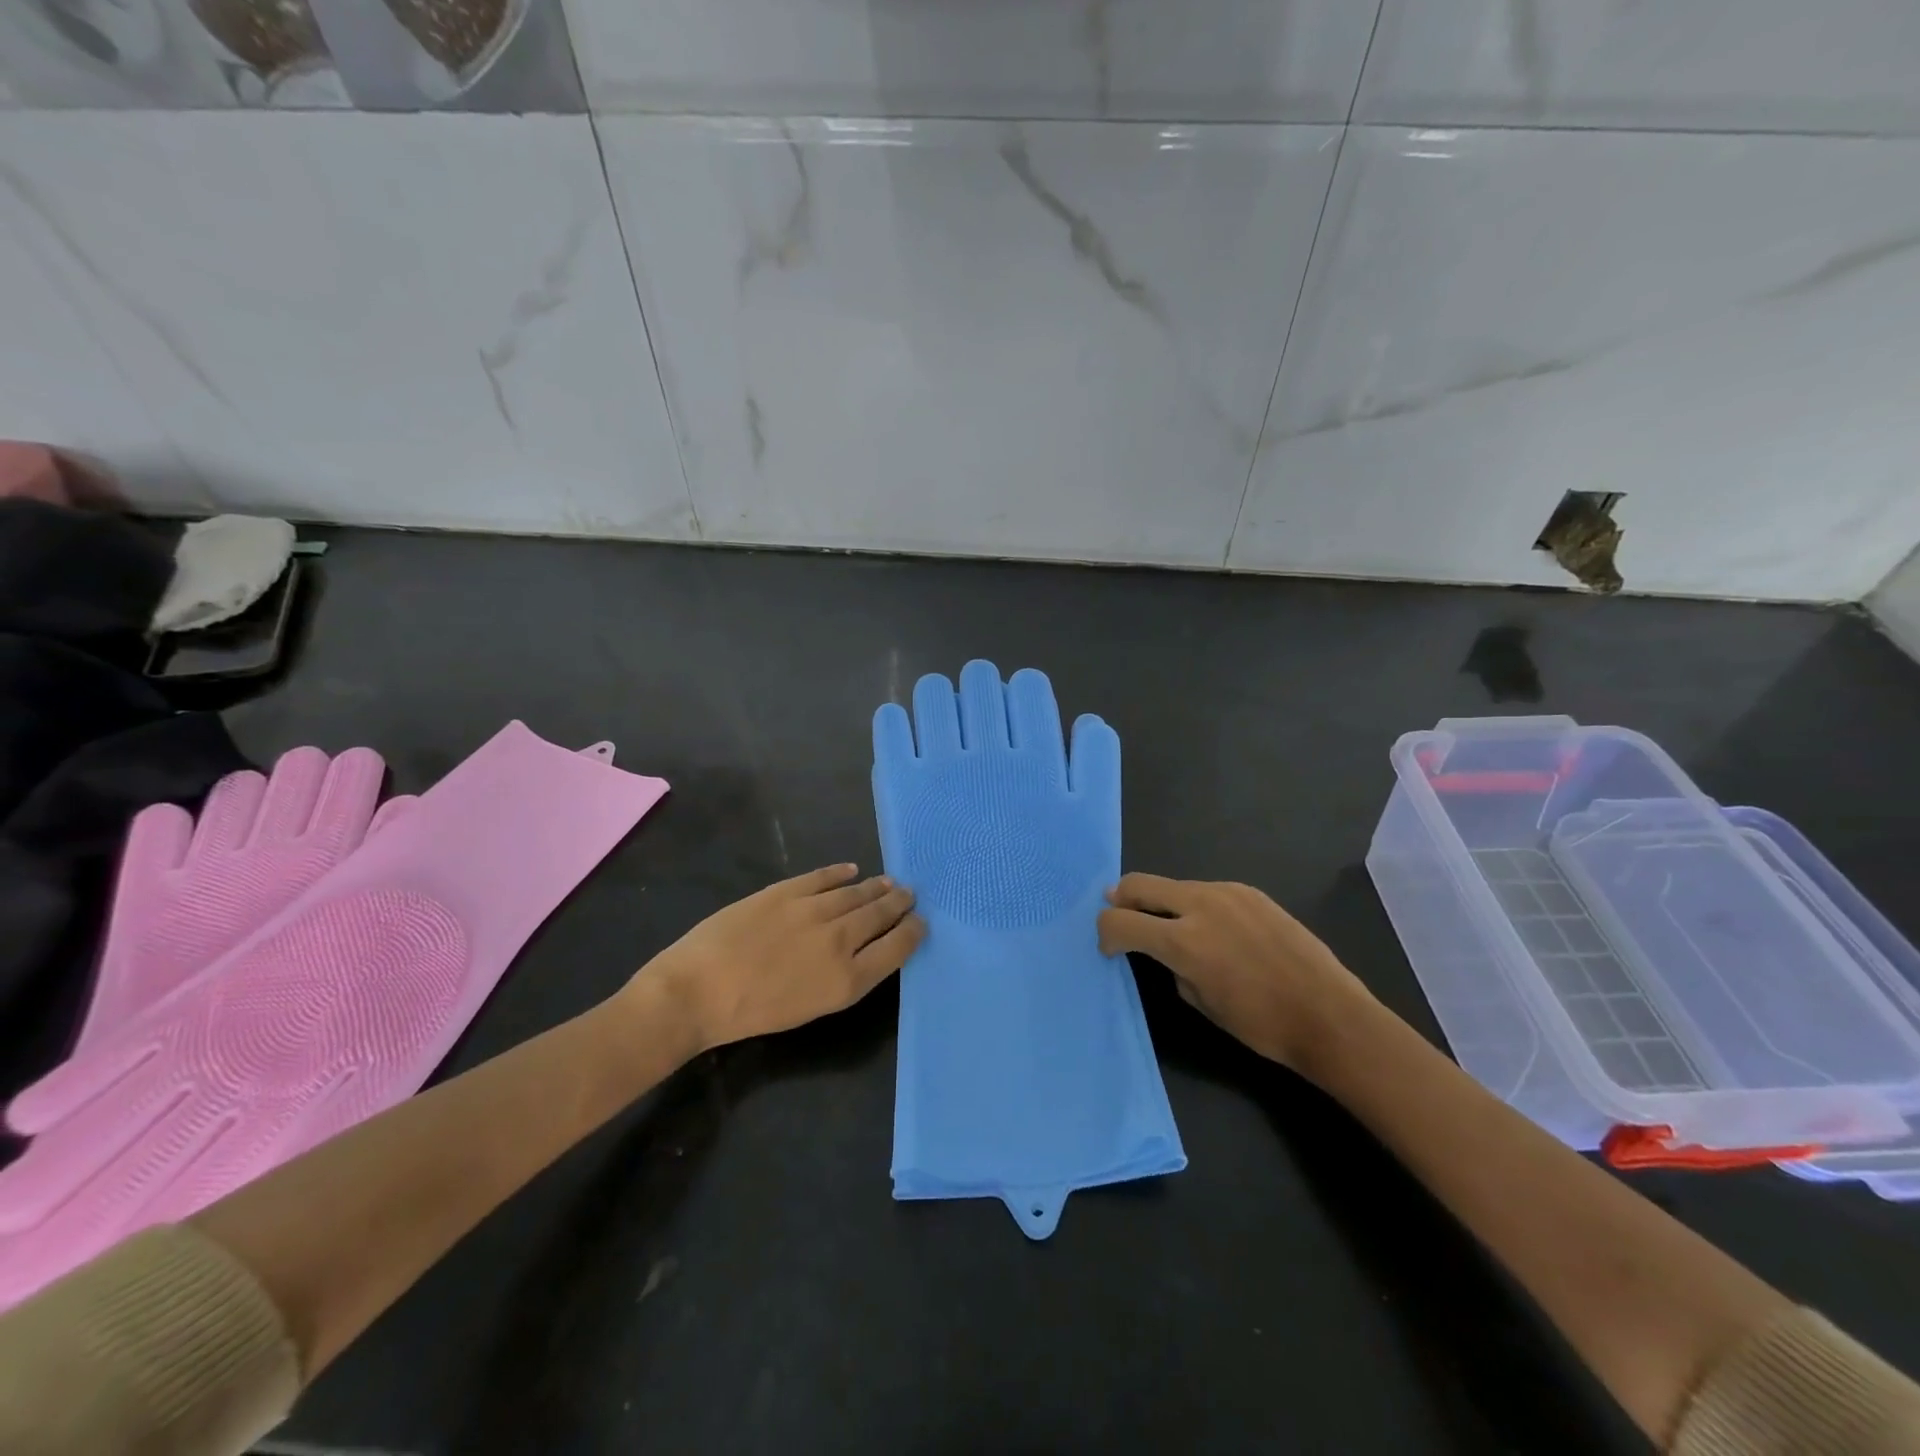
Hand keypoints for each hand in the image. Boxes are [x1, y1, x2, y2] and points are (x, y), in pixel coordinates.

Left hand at [634, 864, 923, 1051]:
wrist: (699, 991)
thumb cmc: (753, 1014)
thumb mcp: (811, 1009)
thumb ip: (844, 978)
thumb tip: (864, 951)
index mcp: (848, 979)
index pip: (896, 948)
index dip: (913, 932)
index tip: (921, 922)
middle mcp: (840, 940)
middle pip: (880, 915)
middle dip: (898, 904)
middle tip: (910, 895)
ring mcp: (813, 910)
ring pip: (856, 893)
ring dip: (875, 887)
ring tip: (888, 882)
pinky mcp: (787, 890)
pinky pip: (823, 876)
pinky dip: (840, 872)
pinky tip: (851, 870)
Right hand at [1097, 873, 1375, 1078]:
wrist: (1329, 1015)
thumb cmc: (1261, 1024)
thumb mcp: (1201, 1002)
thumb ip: (1173, 966)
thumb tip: (1167, 951)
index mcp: (1182, 940)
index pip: (1120, 922)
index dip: (1105, 934)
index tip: (1109, 948)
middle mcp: (1200, 904)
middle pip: (1139, 884)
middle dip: (1121, 900)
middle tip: (1120, 916)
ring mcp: (1228, 892)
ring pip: (1175, 886)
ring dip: (1162, 902)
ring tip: (1171, 927)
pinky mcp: (1251, 892)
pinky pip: (1207, 891)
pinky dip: (1195, 905)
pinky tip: (1214, 930)